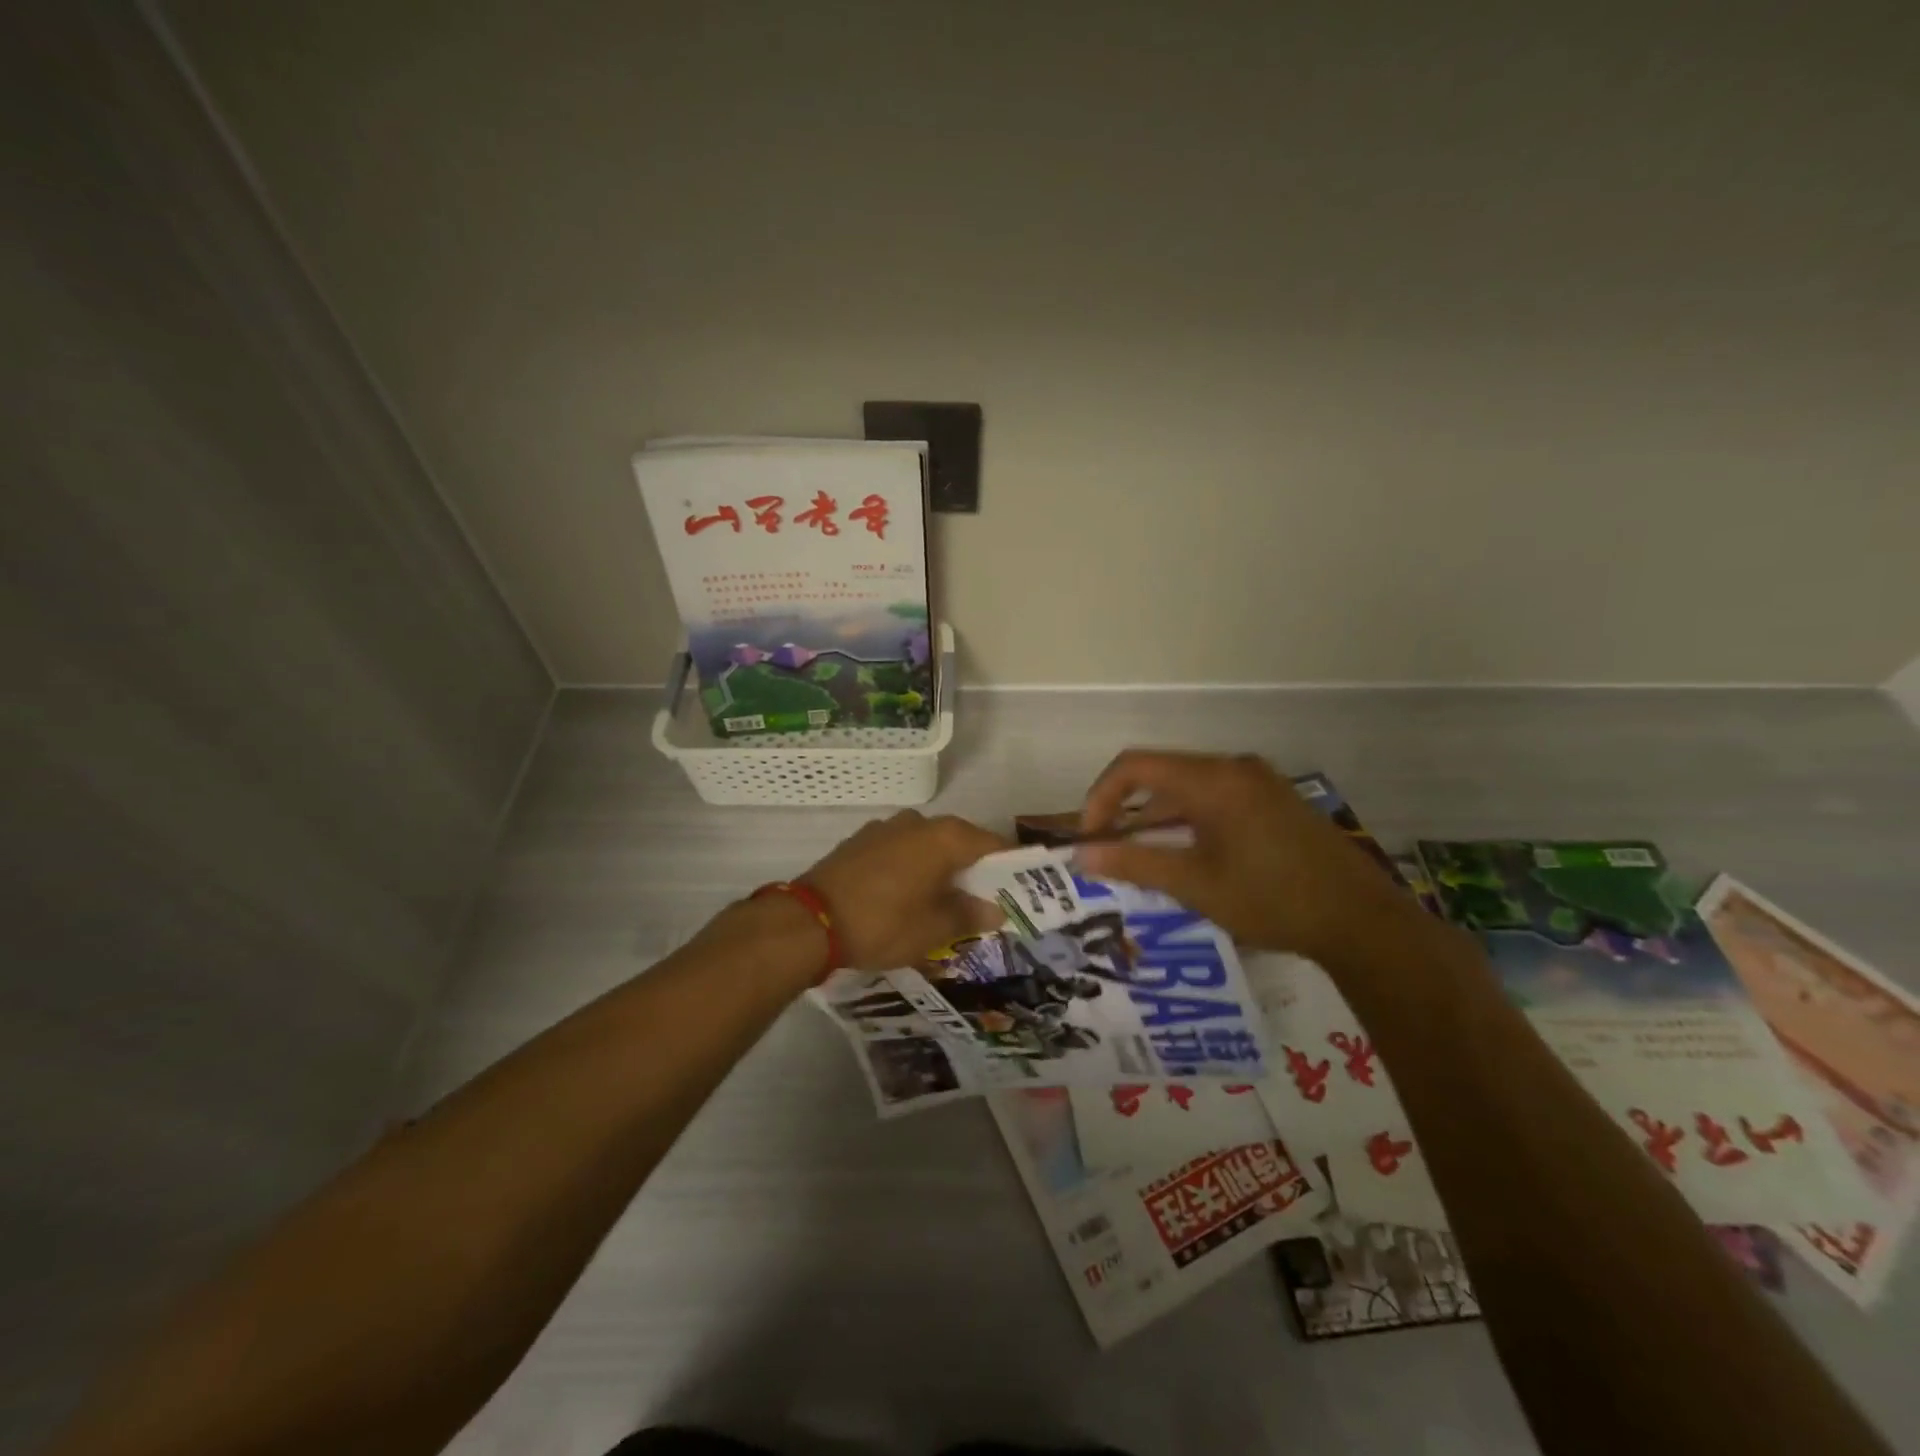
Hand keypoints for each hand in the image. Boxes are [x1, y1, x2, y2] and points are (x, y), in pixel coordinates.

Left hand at [801, 810, 1009, 970]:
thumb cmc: (883, 923)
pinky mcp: (861, 841)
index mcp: (943, 837)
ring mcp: (886, 828)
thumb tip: (994, 910)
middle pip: (959, 841)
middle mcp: (918, 822)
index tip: (1019, 886)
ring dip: (940, 867)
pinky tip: (908, 893)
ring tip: (944, 900)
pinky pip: (901, 850)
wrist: (810, 921)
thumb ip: (968, 915)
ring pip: (927, 845)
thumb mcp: (933, 929)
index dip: (1008, 864)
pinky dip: (913, 867)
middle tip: (983, 899)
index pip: (991, 843)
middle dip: (973, 868)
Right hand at [1075, 749, 1414, 963]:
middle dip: (1127, 810)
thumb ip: (1134, 864)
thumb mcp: (1194, 885)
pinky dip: (1188, 820)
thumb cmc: (1271, 899)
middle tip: (1111, 852)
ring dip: (1158, 818)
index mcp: (1212, 779)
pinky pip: (1215, 798)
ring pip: (1188, 788)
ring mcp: (1258, 782)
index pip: (1134, 766)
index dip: (1100, 797)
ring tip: (1144, 860)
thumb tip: (1081, 856)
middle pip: (1161, 774)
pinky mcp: (1274, 801)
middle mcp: (1233, 768)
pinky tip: (1188, 857)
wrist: (1362, 921)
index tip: (1090, 837)